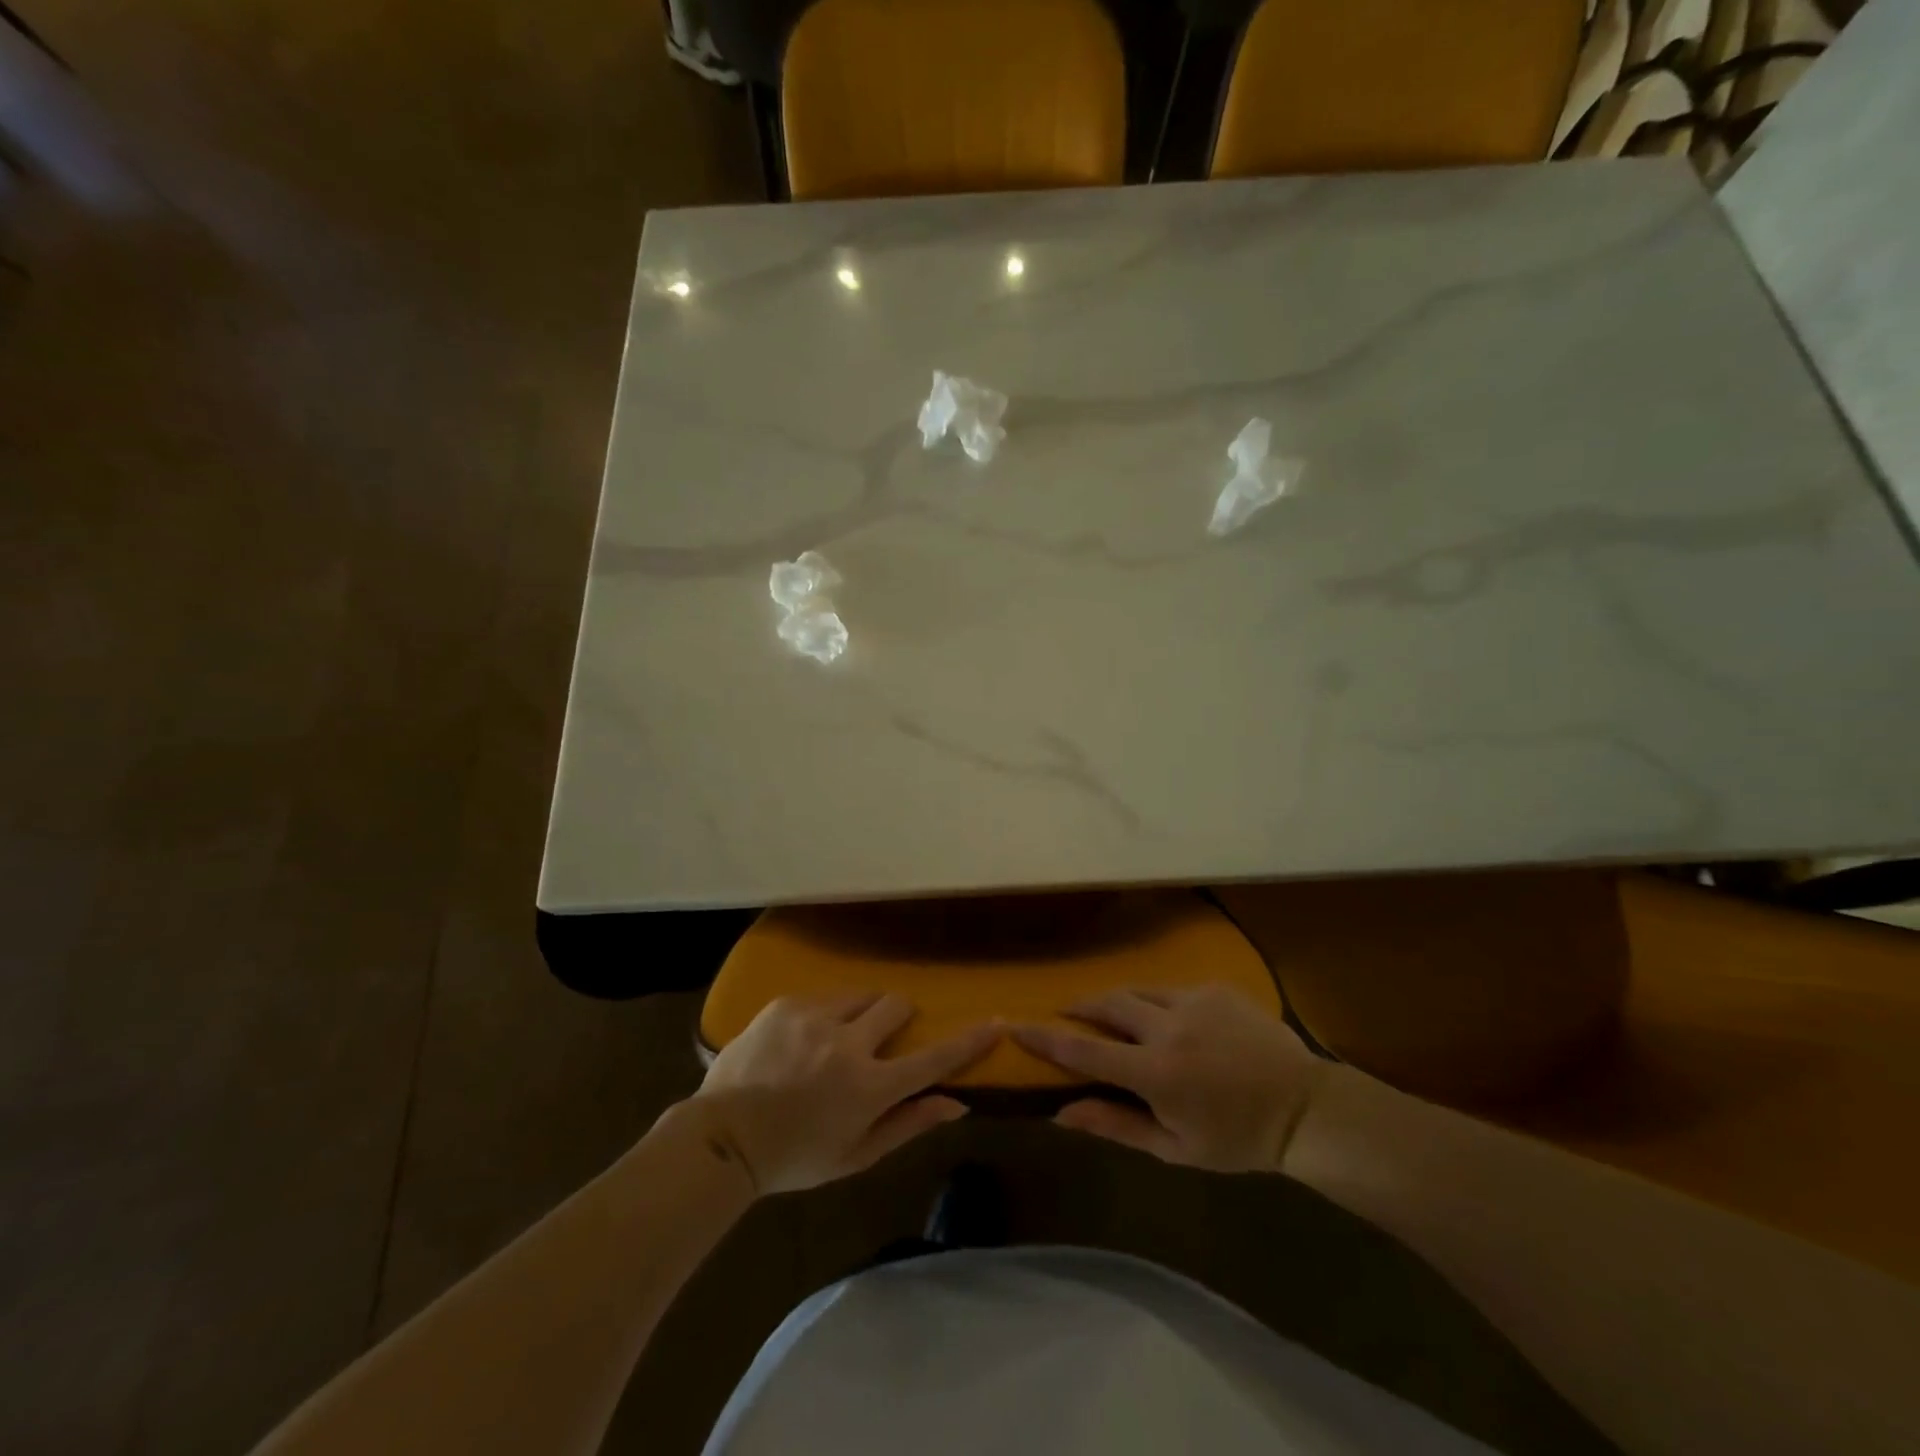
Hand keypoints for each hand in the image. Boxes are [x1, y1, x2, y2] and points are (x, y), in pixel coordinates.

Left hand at [693, 992, 998, 1194]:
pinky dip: (826, 1015)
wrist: (723, 1137)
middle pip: (897, 1005)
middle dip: (900, 1018)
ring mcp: (815, 1017)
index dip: (968, 1041)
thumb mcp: (856, 1156)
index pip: (933, 1058)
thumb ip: (908, 1124)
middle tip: (881, 1039)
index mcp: (869, 1086)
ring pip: (861, 995)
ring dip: (862, 1013)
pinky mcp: (787, 1004)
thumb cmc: (795, 1157)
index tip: (995, 1022)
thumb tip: (957, 1104)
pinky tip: (802, 1041)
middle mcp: (848, 1042)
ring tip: (837, 1039)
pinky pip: (823, 997)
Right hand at [1011, 985, 1322, 1172]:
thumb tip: (1061, 1114)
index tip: (1016, 1025)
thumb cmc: (1238, 1139)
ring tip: (1112, 1014)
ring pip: (1137, 990)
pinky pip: (1170, 990)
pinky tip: (1168, 1021)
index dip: (1046, 1037)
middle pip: (1106, 1004)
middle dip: (1081, 1006)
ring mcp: (1193, 1001)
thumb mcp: (1174, 1148)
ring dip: (1117, 1001)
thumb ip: (1116, 1125)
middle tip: (1068, 1013)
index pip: (1084, 1050)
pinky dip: (1156, 1003)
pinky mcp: (1214, 988)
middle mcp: (1167, 1027)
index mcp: (1155, 1072)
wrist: (1305, 1108)